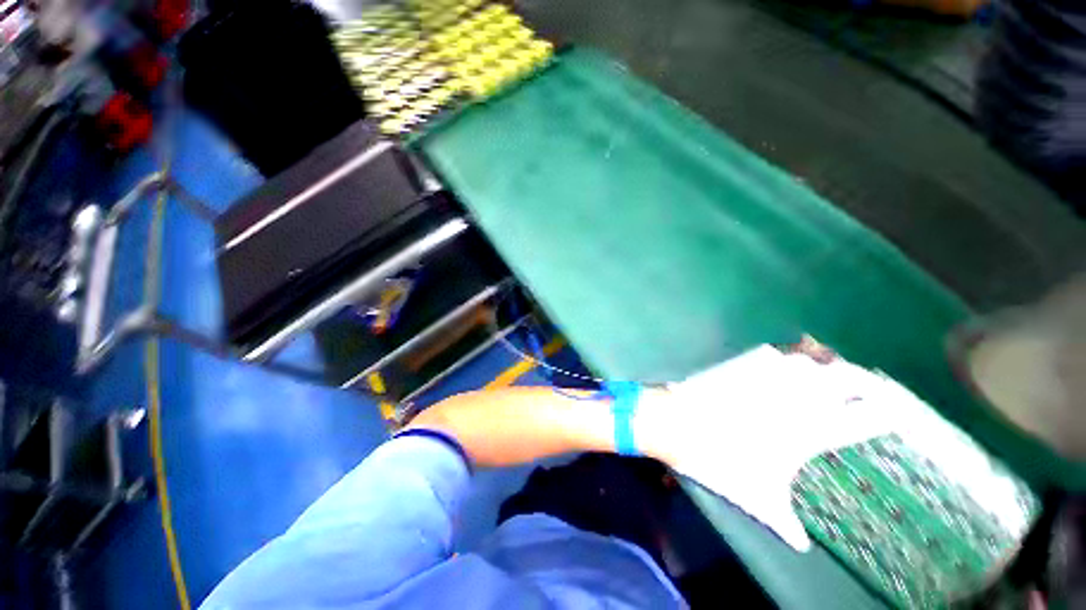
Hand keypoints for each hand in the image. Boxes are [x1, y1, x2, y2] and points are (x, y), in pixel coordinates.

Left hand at [635, 345, 899, 550]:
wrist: (675, 421)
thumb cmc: (718, 459)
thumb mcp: (756, 497)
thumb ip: (785, 523)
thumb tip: (802, 547)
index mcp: (811, 428)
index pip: (867, 415)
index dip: (888, 412)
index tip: (898, 414)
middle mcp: (798, 394)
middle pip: (850, 377)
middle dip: (866, 383)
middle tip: (869, 393)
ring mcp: (770, 372)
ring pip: (815, 359)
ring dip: (829, 367)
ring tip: (832, 379)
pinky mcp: (744, 361)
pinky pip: (781, 353)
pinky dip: (794, 357)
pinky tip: (791, 367)